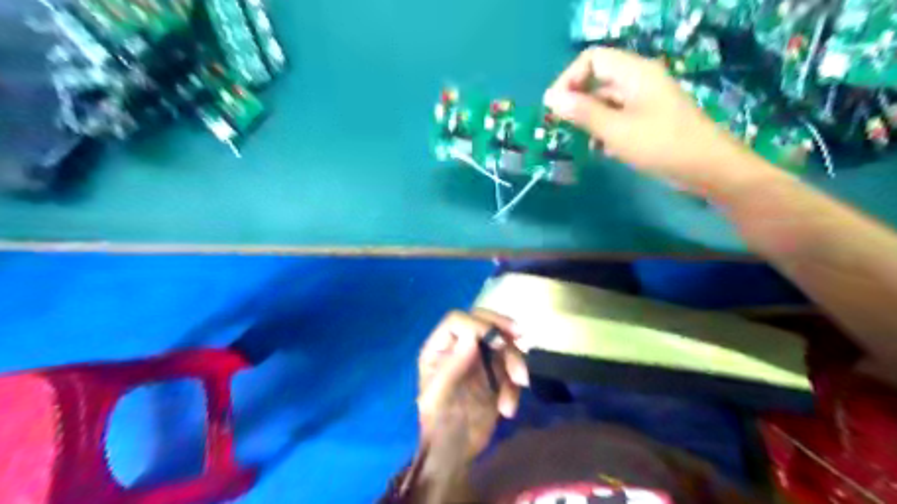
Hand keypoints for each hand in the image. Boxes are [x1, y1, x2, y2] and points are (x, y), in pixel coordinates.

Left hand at [417, 307, 526, 459]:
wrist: (456, 453)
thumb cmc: (439, 425)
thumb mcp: (439, 397)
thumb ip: (453, 365)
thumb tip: (471, 336)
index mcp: (439, 347)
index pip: (457, 320)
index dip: (477, 324)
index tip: (497, 340)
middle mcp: (459, 346)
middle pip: (482, 321)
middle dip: (502, 328)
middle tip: (520, 336)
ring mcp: (479, 358)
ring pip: (502, 342)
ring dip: (515, 360)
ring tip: (520, 383)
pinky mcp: (496, 373)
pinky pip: (512, 366)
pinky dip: (515, 385)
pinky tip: (507, 409)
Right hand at [543, 45, 750, 189]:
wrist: (706, 168)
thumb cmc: (660, 145)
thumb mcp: (616, 129)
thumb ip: (582, 112)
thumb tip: (551, 98)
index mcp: (634, 72)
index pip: (592, 59)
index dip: (569, 78)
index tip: (555, 107)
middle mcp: (638, 80)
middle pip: (598, 79)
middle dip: (576, 101)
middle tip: (561, 127)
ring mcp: (644, 101)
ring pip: (606, 101)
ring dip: (589, 118)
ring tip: (579, 141)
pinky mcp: (648, 120)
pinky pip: (618, 116)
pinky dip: (604, 129)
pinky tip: (601, 149)